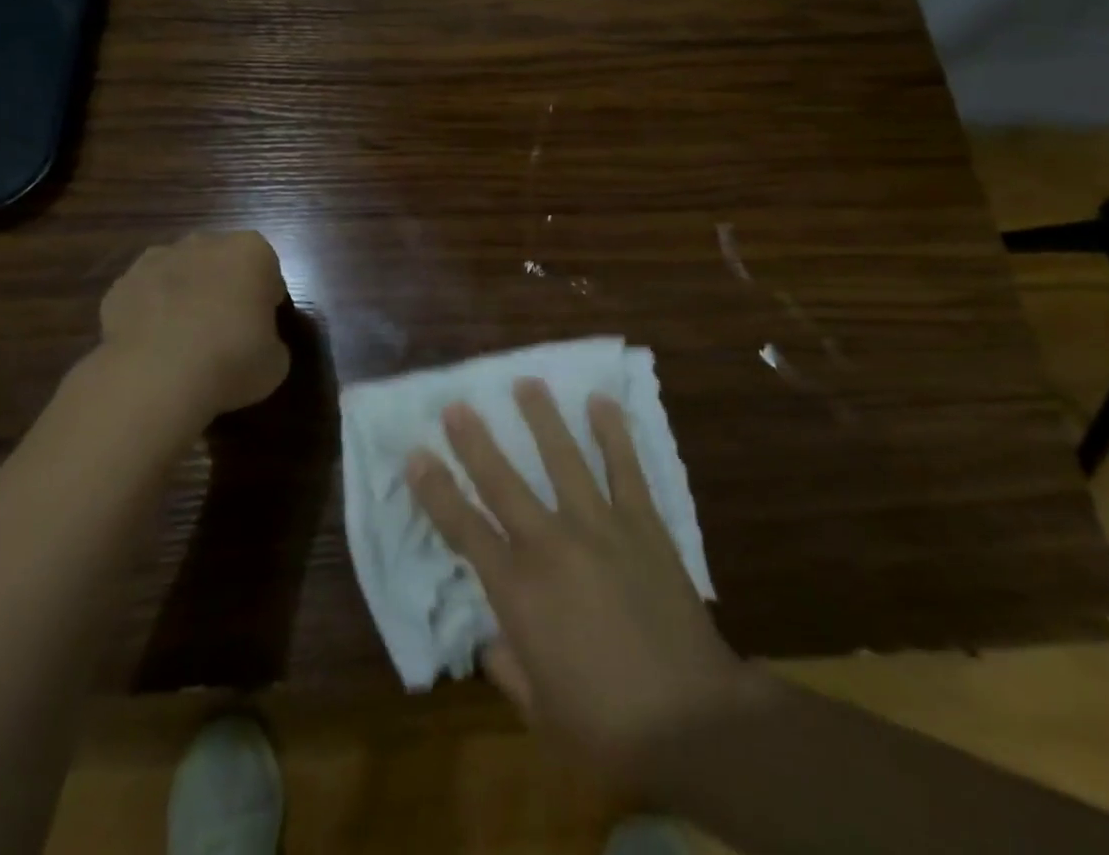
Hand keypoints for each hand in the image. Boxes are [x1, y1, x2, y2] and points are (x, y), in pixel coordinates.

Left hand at [92, 231, 289, 425]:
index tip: (261, 328)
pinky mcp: (120, 285)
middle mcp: (205, 243)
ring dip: (184, 295)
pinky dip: (149, 314)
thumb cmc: (232, 361)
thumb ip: (269, 340)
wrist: (156, 378)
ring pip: (179, 273)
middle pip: (220, 262)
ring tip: (184, 342)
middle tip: (225, 332)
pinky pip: (145, 296)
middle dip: (223, 288)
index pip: (267, 270)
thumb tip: (257, 344)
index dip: (265, 300)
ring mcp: (157, 260)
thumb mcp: (275, 361)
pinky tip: (153, 348)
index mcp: (251, 251)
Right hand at [407, 379, 759, 786]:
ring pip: (564, 458)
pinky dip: (613, 432)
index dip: (436, 490)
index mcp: (519, 592)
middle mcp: (552, 545)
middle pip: (504, 481)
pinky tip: (601, 401)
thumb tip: (492, 641)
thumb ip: (509, 667)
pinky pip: (625, 467)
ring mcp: (600, 526)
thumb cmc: (606, 726)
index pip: (464, 529)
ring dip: (542, 418)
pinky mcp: (643, 523)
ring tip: (527, 382)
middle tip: (457, 404)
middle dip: (475, 440)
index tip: (416, 454)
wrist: (692, 721)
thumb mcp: (540, 711)